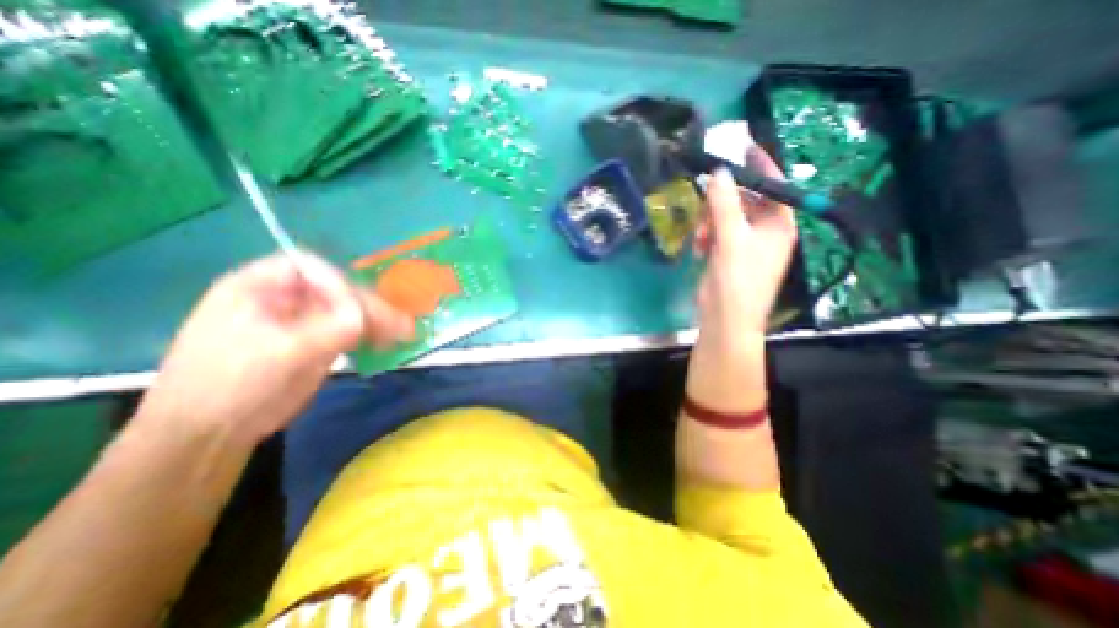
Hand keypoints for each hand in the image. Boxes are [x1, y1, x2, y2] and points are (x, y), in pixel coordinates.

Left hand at [134, 251, 414, 446]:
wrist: (212, 432)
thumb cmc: (232, 384)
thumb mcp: (281, 353)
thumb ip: (329, 329)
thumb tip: (366, 317)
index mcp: (259, 287)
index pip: (308, 266)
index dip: (336, 282)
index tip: (357, 309)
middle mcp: (286, 298)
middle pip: (337, 290)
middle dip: (369, 306)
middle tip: (399, 324)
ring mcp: (305, 321)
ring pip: (350, 310)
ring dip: (378, 320)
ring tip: (404, 333)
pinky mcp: (318, 342)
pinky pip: (351, 330)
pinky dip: (372, 334)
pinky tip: (389, 341)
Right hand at [686, 145, 799, 414]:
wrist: (724, 319)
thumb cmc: (737, 281)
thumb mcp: (731, 239)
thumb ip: (724, 204)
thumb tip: (719, 172)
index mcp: (779, 224)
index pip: (773, 185)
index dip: (759, 164)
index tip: (742, 144)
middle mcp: (765, 230)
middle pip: (743, 200)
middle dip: (720, 204)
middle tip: (704, 206)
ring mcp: (744, 243)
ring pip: (724, 216)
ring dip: (708, 224)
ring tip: (700, 241)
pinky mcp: (726, 254)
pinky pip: (715, 233)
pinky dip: (705, 238)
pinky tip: (699, 250)